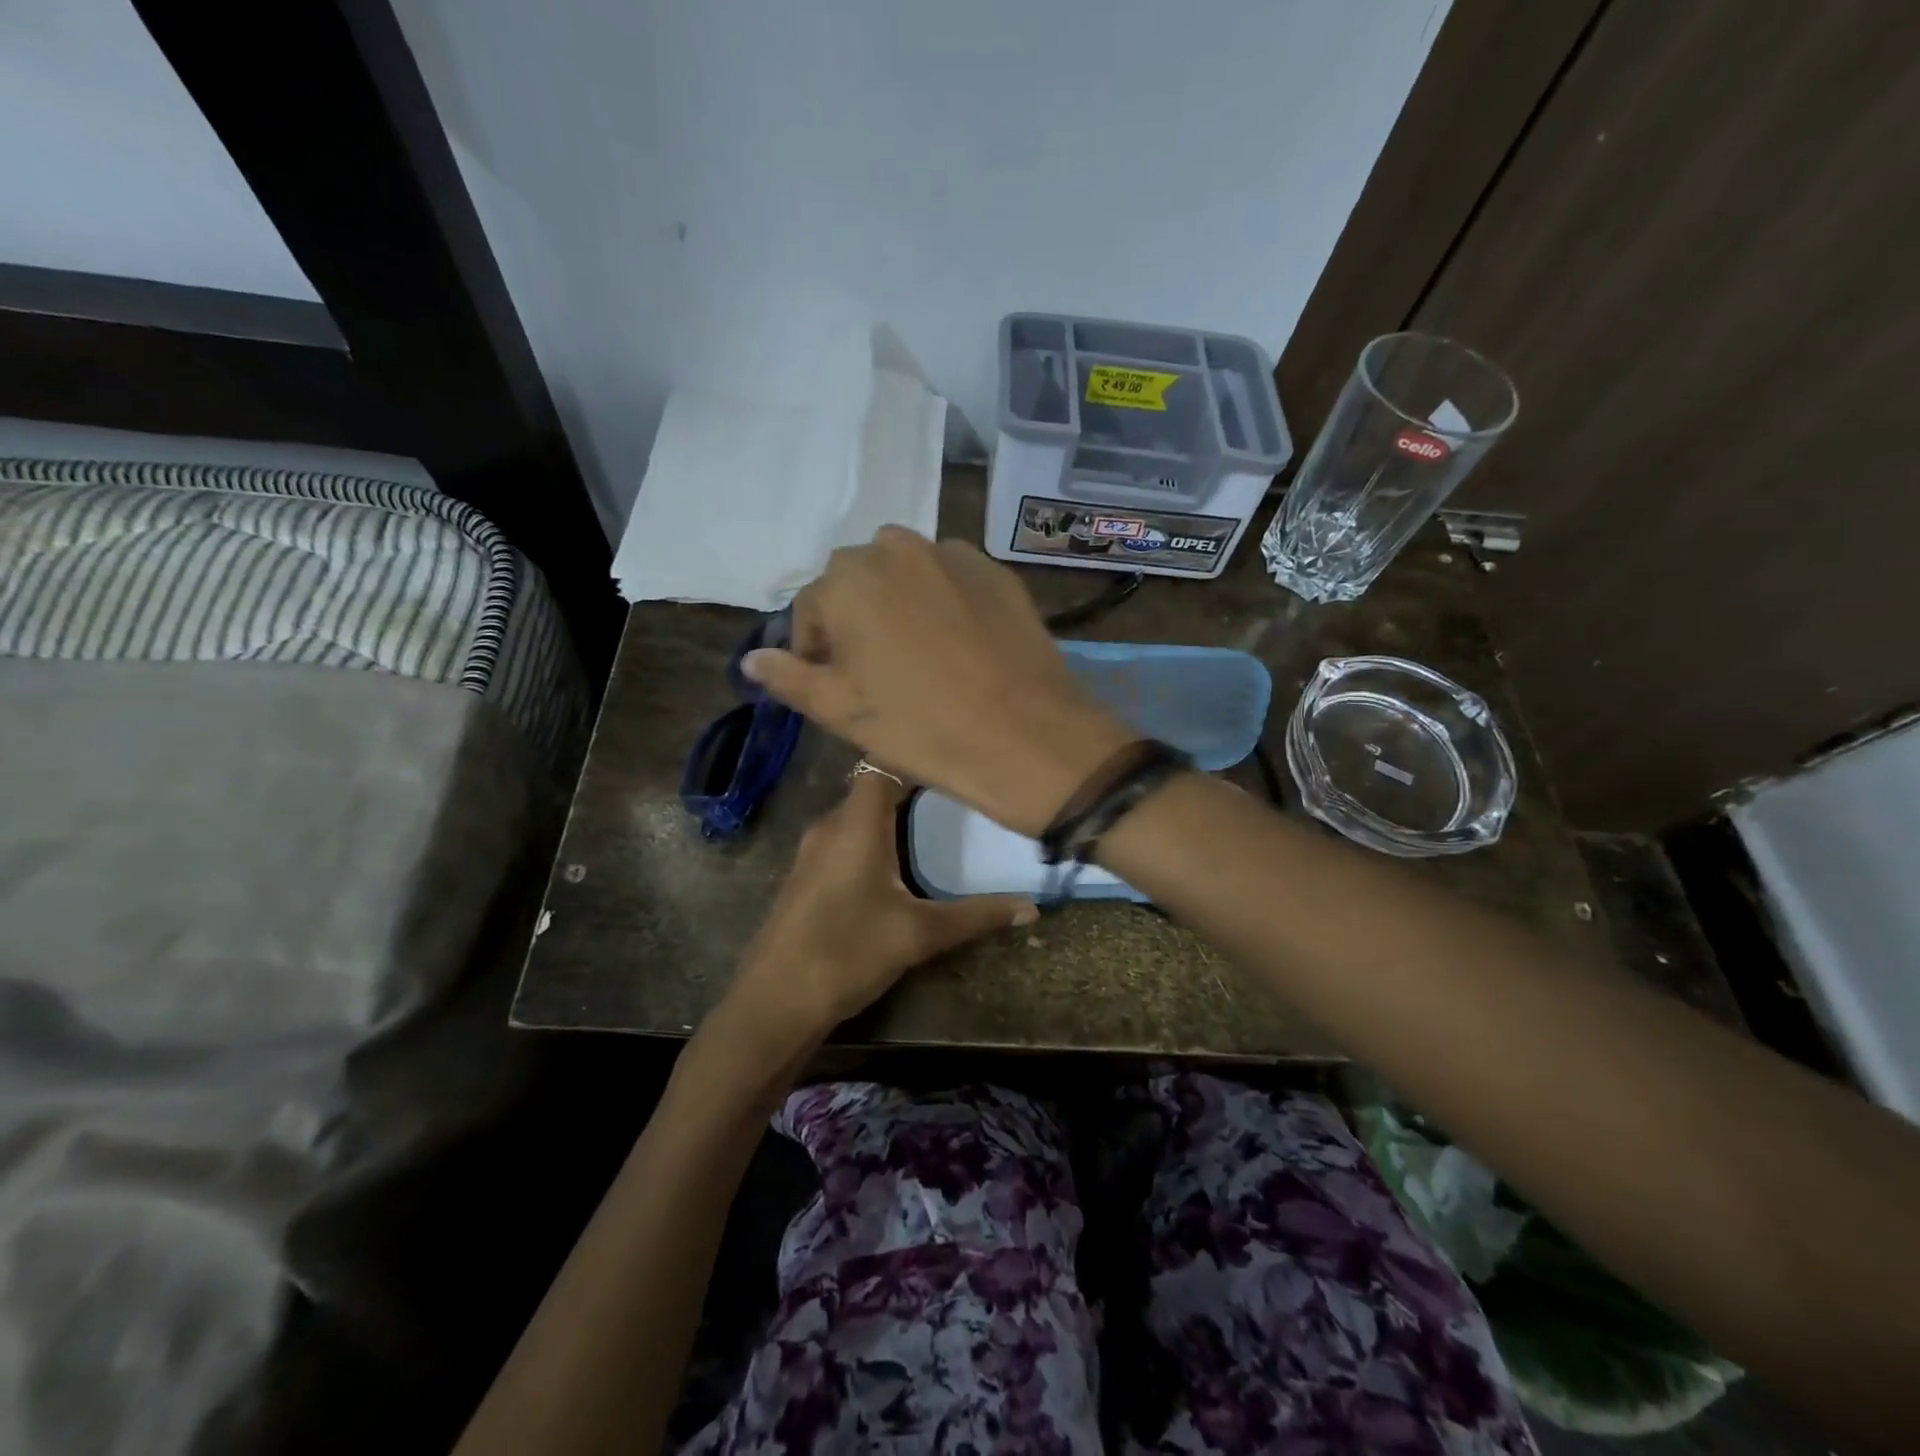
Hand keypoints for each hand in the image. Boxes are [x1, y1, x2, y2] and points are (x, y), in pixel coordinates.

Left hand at [723, 769, 1038, 1042]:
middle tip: (957, 795)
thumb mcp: (918, 935)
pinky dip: (872, 839)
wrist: (774, 1002)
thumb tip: (1031, 909)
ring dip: (891, 817)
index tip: (954, 762)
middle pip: (872, 788)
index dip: (916, 756)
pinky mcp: (805, 877)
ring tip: (935, 824)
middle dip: (912, 788)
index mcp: (856, 824)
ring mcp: (812, 852)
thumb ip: (975, 916)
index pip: (884, 764)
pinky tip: (896, 865)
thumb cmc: (848, 952)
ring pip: (857, 817)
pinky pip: (844, 841)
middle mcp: (830, 826)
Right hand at [742, 528, 1133, 835]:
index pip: (811, 607)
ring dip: (897, 601)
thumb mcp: (840, 711)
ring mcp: (951, 555)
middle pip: (856, 580)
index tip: (833, 684)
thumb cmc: (920, 728)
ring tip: (917, 650)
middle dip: (855, 616)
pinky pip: (950, 577)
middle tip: (875, 668)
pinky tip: (958, 641)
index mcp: (847, 580)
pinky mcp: (995, 571)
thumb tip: (753, 658)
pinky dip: (941, 599)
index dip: (816, 648)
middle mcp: (895, 549)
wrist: (1024, 736)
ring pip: (904, 571)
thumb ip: (789, 677)